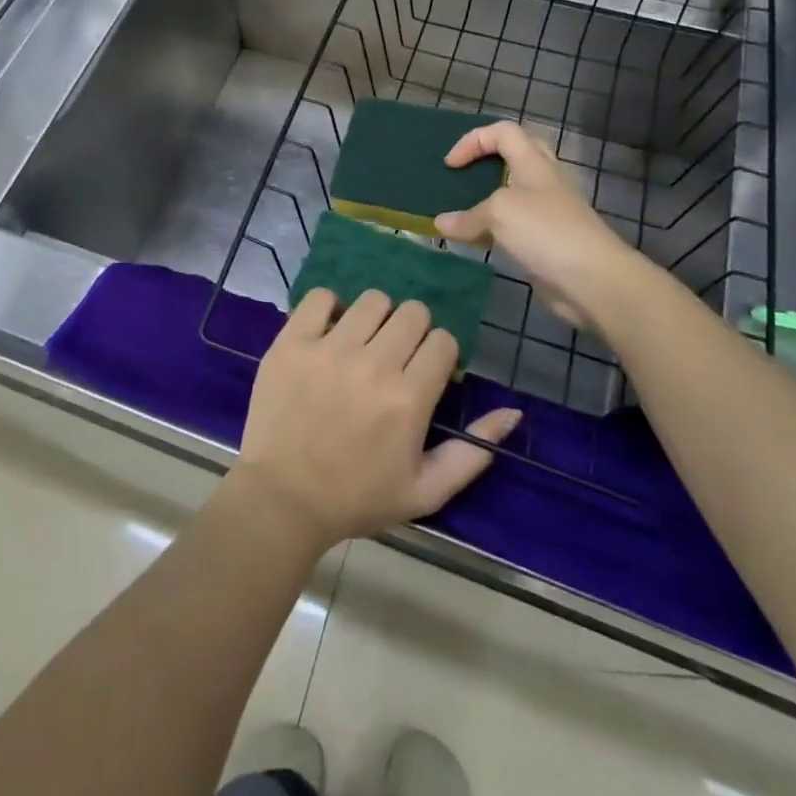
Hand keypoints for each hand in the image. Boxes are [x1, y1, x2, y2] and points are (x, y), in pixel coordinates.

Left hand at [234, 288, 521, 550]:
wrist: (281, 498)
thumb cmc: (356, 498)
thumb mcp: (425, 491)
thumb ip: (473, 452)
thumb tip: (514, 412)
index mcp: (408, 399)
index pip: (442, 341)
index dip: (438, 355)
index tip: (423, 373)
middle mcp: (373, 364)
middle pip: (412, 312)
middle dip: (412, 332)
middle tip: (394, 357)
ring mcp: (329, 348)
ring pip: (373, 300)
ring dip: (375, 318)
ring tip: (362, 344)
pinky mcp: (292, 341)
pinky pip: (321, 297)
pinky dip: (330, 308)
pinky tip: (329, 333)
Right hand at [434, 121, 639, 331]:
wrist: (594, 280)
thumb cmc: (546, 231)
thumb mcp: (499, 214)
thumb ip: (467, 217)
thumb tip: (440, 223)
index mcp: (534, 163)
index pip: (504, 132)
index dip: (473, 141)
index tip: (451, 165)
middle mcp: (543, 181)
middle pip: (514, 156)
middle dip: (485, 162)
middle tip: (462, 177)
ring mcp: (548, 212)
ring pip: (512, 194)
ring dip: (486, 199)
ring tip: (462, 211)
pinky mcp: (547, 240)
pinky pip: (513, 226)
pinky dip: (492, 229)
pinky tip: (476, 242)